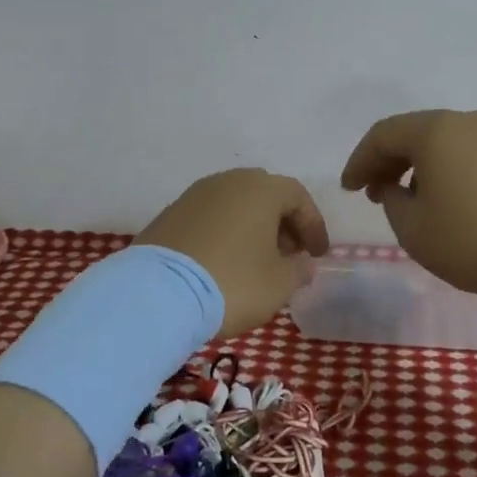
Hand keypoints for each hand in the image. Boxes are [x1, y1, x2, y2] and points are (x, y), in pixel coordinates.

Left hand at [135, 169, 330, 337]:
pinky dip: (224, 233)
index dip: (313, 225)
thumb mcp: (279, 284)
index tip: (318, 254)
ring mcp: (193, 196)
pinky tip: (223, 262)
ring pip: (234, 204)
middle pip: (265, 195)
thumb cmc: (233, 283)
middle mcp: (227, 181)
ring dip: (252, 227)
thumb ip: (299, 269)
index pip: (298, 197)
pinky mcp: (169, 215)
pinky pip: (208, 218)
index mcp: (260, 189)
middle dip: (282, 223)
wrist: (158, 294)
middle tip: (289, 254)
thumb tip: (303, 263)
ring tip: (256, 260)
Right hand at [340, 109, 476, 306]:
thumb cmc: (471, 241)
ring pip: (441, 141)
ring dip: (415, 165)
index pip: (383, 135)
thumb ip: (391, 202)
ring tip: (405, 200)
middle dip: (386, 161)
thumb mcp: (413, 229)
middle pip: (413, 132)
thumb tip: (393, 188)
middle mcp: (466, 121)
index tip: (347, 189)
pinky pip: (466, 151)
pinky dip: (443, 168)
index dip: (359, 161)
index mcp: (435, 131)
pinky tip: (442, 199)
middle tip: (371, 192)